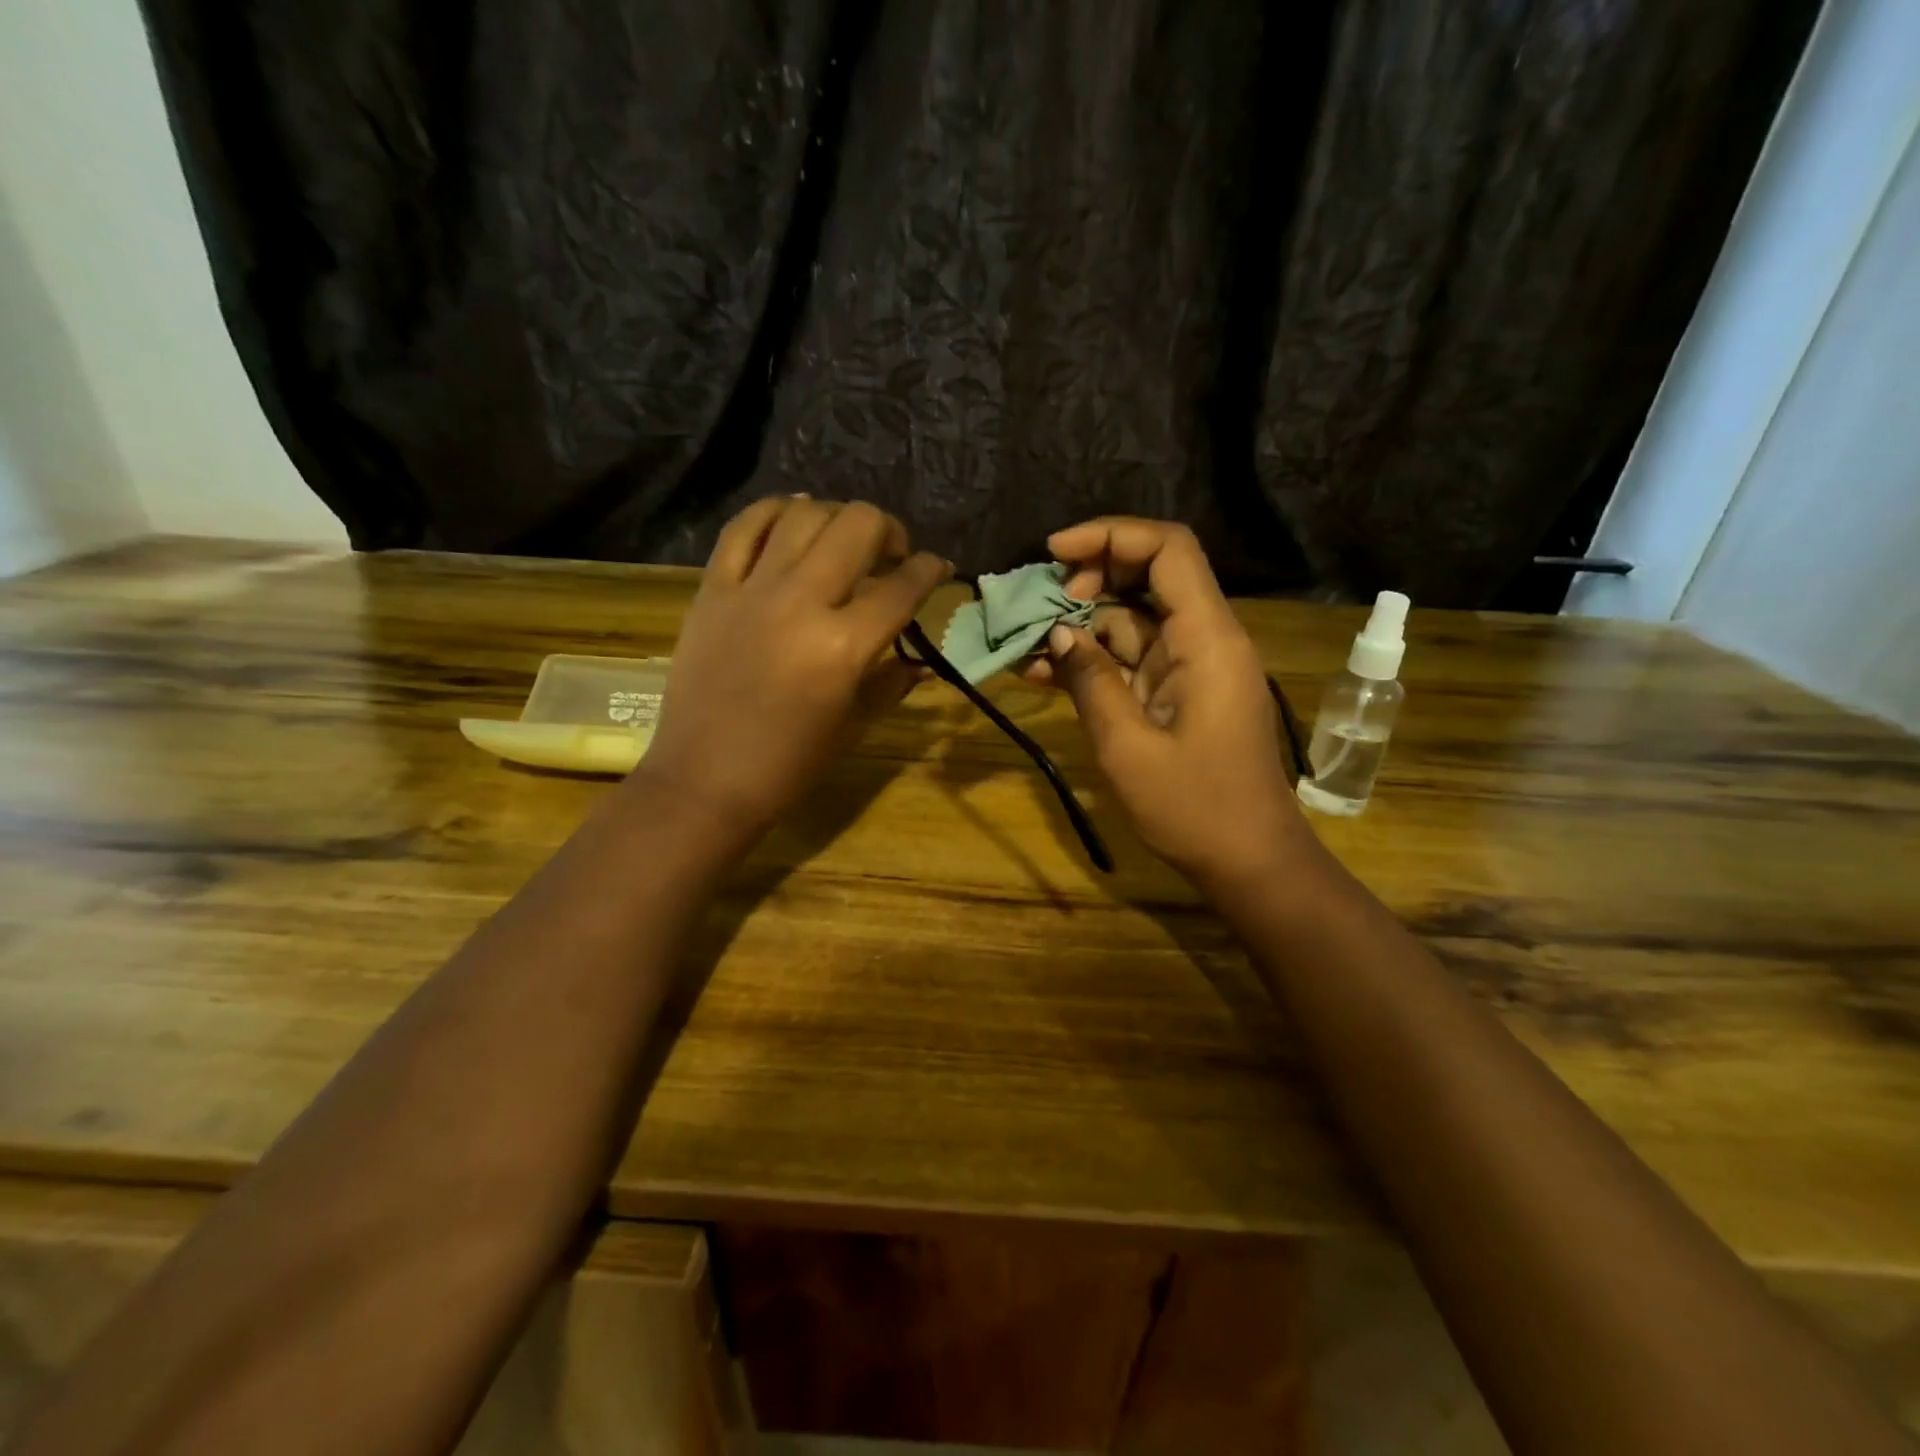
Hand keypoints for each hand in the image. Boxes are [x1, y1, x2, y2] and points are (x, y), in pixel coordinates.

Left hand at [637, 498, 949, 844]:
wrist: (705, 780)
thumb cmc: (789, 765)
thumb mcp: (853, 725)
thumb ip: (891, 681)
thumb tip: (921, 660)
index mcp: (844, 647)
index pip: (903, 587)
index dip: (932, 569)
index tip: (938, 568)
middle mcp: (801, 603)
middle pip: (858, 526)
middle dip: (890, 531)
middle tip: (891, 556)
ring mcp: (752, 590)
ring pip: (803, 514)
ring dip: (836, 518)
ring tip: (842, 540)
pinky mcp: (712, 589)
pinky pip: (743, 528)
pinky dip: (774, 512)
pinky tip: (792, 519)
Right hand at [1037, 519, 1305, 888]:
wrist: (1249, 861)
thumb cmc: (1195, 808)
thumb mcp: (1127, 747)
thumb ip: (1090, 682)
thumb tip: (1057, 634)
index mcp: (1207, 639)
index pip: (1168, 549)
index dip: (1111, 535)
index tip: (1054, 554)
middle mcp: (1204, 639)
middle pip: (1148, 576)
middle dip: (1088, 579)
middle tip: (1039, 608)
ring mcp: (1191, 666)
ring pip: (1132, 619)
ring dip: (1080, 626)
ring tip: (1026, 646)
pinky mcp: (1178, 692)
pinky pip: (1132, 659)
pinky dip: (1093, 662)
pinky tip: (1045, 674)